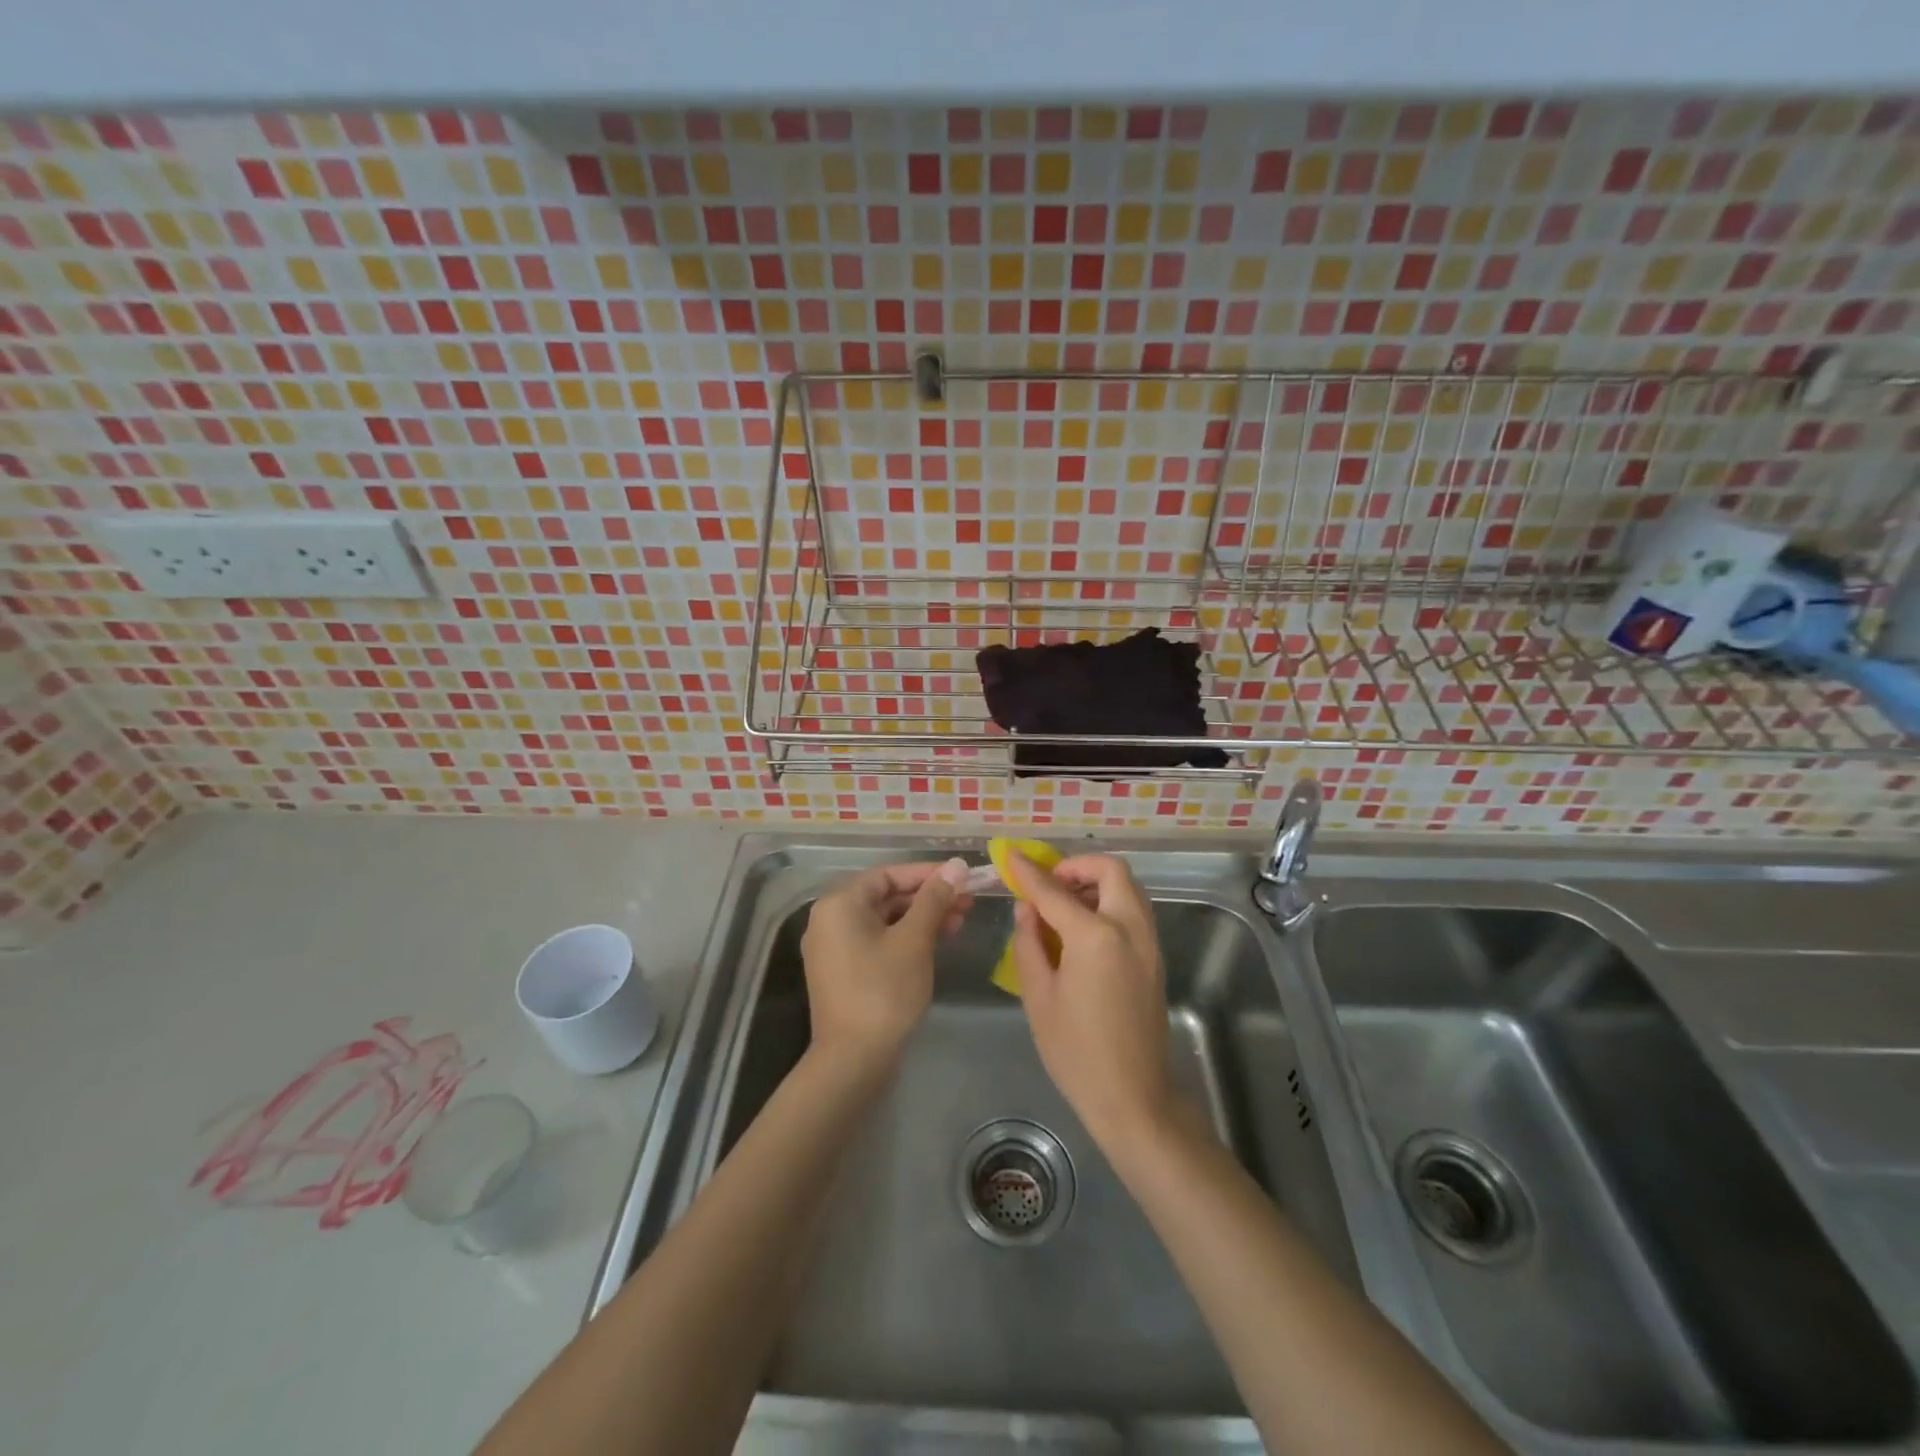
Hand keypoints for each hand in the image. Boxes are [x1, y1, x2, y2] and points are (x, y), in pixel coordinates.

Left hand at [801, 858, 971, 1068]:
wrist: (854, 1061)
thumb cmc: (884, 991)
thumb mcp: (914, 940)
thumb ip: (934, 899)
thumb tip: (957, 865)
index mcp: (839, 904)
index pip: (888, 874)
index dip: (927, 873)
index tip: (962, 876)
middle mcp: (831, 920)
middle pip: (886, 896)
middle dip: (929, 897)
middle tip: (968, 900)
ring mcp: (836, 948)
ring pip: (885, 920)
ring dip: (922, 918)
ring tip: (961, 920)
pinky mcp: (846, 972)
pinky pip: (879, 941)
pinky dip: (907, 938)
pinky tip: (939, 941)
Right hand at [1004, 852, 1177, 1146]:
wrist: (1134, 1097)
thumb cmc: (1076, 1051)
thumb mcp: (1039, 996)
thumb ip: (1029, 943)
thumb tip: (1027, 909)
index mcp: (1096, 936)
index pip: (1055, 891)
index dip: (1028, 871)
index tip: (1010, 854)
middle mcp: (1130, 928)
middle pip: (1111, 871)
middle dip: (1077, 867)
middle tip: (1050, 884)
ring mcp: (1149, 942)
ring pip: (1128, 887)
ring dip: (1097, 883)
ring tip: (1064, 905)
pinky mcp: (1155, 957)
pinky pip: (1134, 910)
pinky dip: (1111, 902)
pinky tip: (1084, 928)